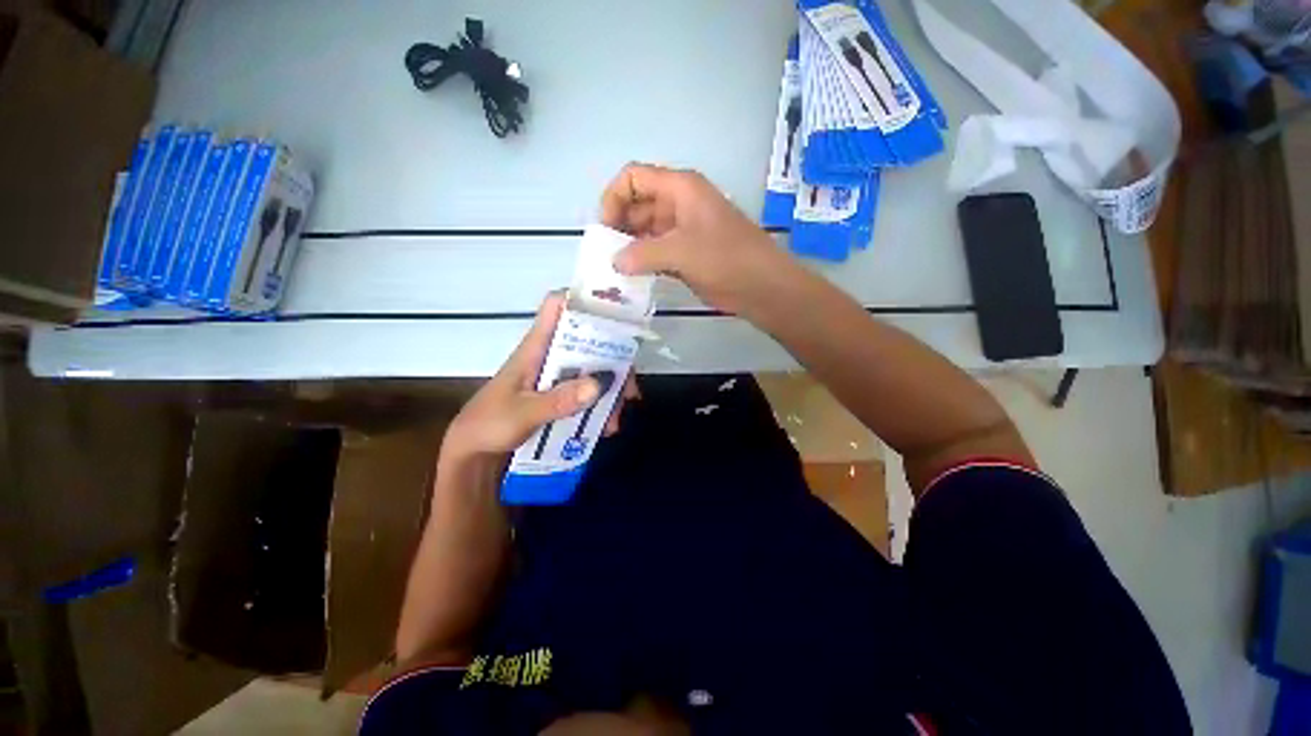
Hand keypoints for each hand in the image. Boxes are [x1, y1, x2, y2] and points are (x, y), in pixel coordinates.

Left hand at [442, 293, 638, 465]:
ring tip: (616, 418)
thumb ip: (560, 400)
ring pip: (593, 369)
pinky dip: (601, 406)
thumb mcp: (523, 413)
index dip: (584, 300)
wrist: (475, 453)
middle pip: (588, 341)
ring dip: (610, 390)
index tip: (617, 311)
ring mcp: (557, 376)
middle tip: (629, 386)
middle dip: (613, 359)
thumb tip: (601, 382)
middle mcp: (550, 356)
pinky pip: (588, 392)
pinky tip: (606, 426)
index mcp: (536, 347)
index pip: (558, 306)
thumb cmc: (489, 425)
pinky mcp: (560, 395)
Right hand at [601, 163, 795, 314]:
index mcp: (680, 188)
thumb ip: (643, 254)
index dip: (614, 198)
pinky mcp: (687, 254)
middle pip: (637, 205)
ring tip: (615, 270)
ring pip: (646, 231)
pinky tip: (632, 277)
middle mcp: (679, 204)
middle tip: (606, 255)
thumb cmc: (726, 259)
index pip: (634, 178)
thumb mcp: (682, 251)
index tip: (605, 230)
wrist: (762, 287)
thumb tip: (615, 262)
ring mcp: (683, 230)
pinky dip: (643, 261)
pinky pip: (657, 251)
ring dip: (630, 247)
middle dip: (619, 226)